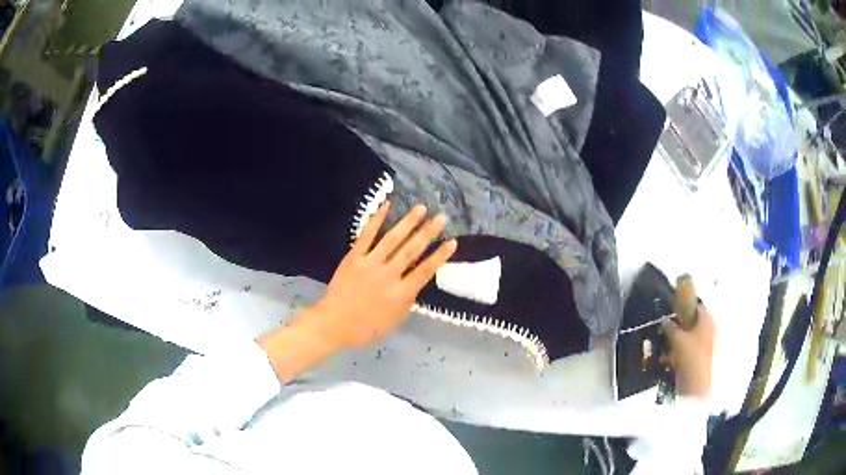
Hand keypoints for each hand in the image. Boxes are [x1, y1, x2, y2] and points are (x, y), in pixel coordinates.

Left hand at [310, 201, 456, 348]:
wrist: (334, 323)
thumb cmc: (366, 328)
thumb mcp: (394, 320)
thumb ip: (407, 300)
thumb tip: (416, 283)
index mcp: (401, 293)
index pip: (425, 271)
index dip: (439, 256)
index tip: (452, 241)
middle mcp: (389, 275)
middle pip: (411, 250)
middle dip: (428, 233)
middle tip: (441, 217)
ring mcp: (370, 263)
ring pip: (392, 239)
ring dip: (408, 222)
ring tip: (421, 208)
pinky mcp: (354, 257)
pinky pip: (367, 236)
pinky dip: (377, 220)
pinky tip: (386, 206)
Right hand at [662, 306, 715, 399]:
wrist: (695, 383)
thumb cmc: (690, 354)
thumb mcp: (677, 338)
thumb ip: (670, 327)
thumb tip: (664, 319)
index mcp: (707, 319)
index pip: (696, 305)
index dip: (685, 304)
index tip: (672, 306)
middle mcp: (708, 328)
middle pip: (693, 321)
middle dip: (680, 323)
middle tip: (666, 325)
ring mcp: (705, 343)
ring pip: (689, 336)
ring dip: (677, 338)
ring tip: (663, 342)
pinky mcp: (699, 357)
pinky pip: (688, 349)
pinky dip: (678, 350)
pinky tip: (666, 356)